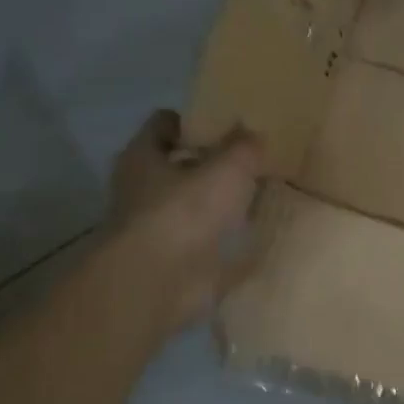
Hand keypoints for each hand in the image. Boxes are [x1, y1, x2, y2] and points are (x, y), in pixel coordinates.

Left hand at [107, 110, 267, 334]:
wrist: (159, 282)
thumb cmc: (184, 211)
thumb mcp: (226, 168)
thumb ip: (243, 147)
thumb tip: (253, 132)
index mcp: (144, 157)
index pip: (164, 124)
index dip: (194, 121)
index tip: (228, 124)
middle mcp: (143, 189)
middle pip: (179, 165)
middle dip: (211, 163)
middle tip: (252, 160)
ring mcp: (158, 227)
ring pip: (193, 204)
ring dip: (220, 202)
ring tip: (260, 194)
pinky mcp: (175, 260)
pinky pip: (206, 240)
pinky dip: (226, 237)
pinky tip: (256, 232)